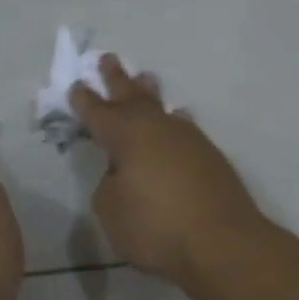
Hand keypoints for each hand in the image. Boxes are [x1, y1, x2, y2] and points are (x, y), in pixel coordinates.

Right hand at [69, 57, 268, 285]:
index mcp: (126, 136)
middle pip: (133, 97)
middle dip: (118, 79)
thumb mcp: (112, 211)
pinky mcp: (210, 157)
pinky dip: (175, 121)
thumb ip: (109, 186)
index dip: (84, 100)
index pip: (98, 112)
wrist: (222, 241)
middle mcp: (157, 128)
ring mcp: (188, 139)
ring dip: (150, 94)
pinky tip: (179, 119)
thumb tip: (123, 174)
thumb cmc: (156, 227)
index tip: (76, 85)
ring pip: (162, 108)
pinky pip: (185, 128)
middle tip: (109, 59)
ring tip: (146, 79)